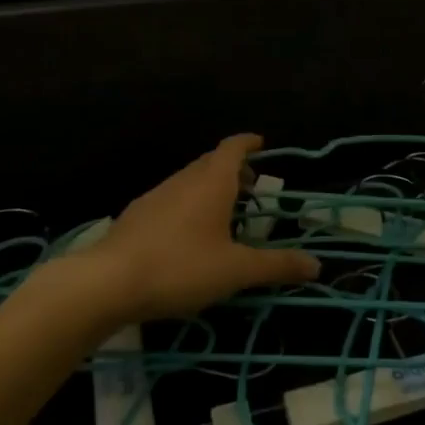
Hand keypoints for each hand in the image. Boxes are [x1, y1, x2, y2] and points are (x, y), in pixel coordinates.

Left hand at [83, 135, 320, 320]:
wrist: (107, 282)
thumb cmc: (180, 267)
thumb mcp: (236, 270)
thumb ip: (276, 266)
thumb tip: (317, 265)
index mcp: (212, 181)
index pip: (233, 147)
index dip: (248, 143)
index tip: (262, 144)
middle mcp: (184, 179)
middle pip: (211, 162)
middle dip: (233, 169)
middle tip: (251, 188)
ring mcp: (156, 194)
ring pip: (190, 180)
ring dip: (210, 188)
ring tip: (223, 215)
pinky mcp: (136, 215)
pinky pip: (171, 198)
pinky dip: (188, 205)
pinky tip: (187, 236)